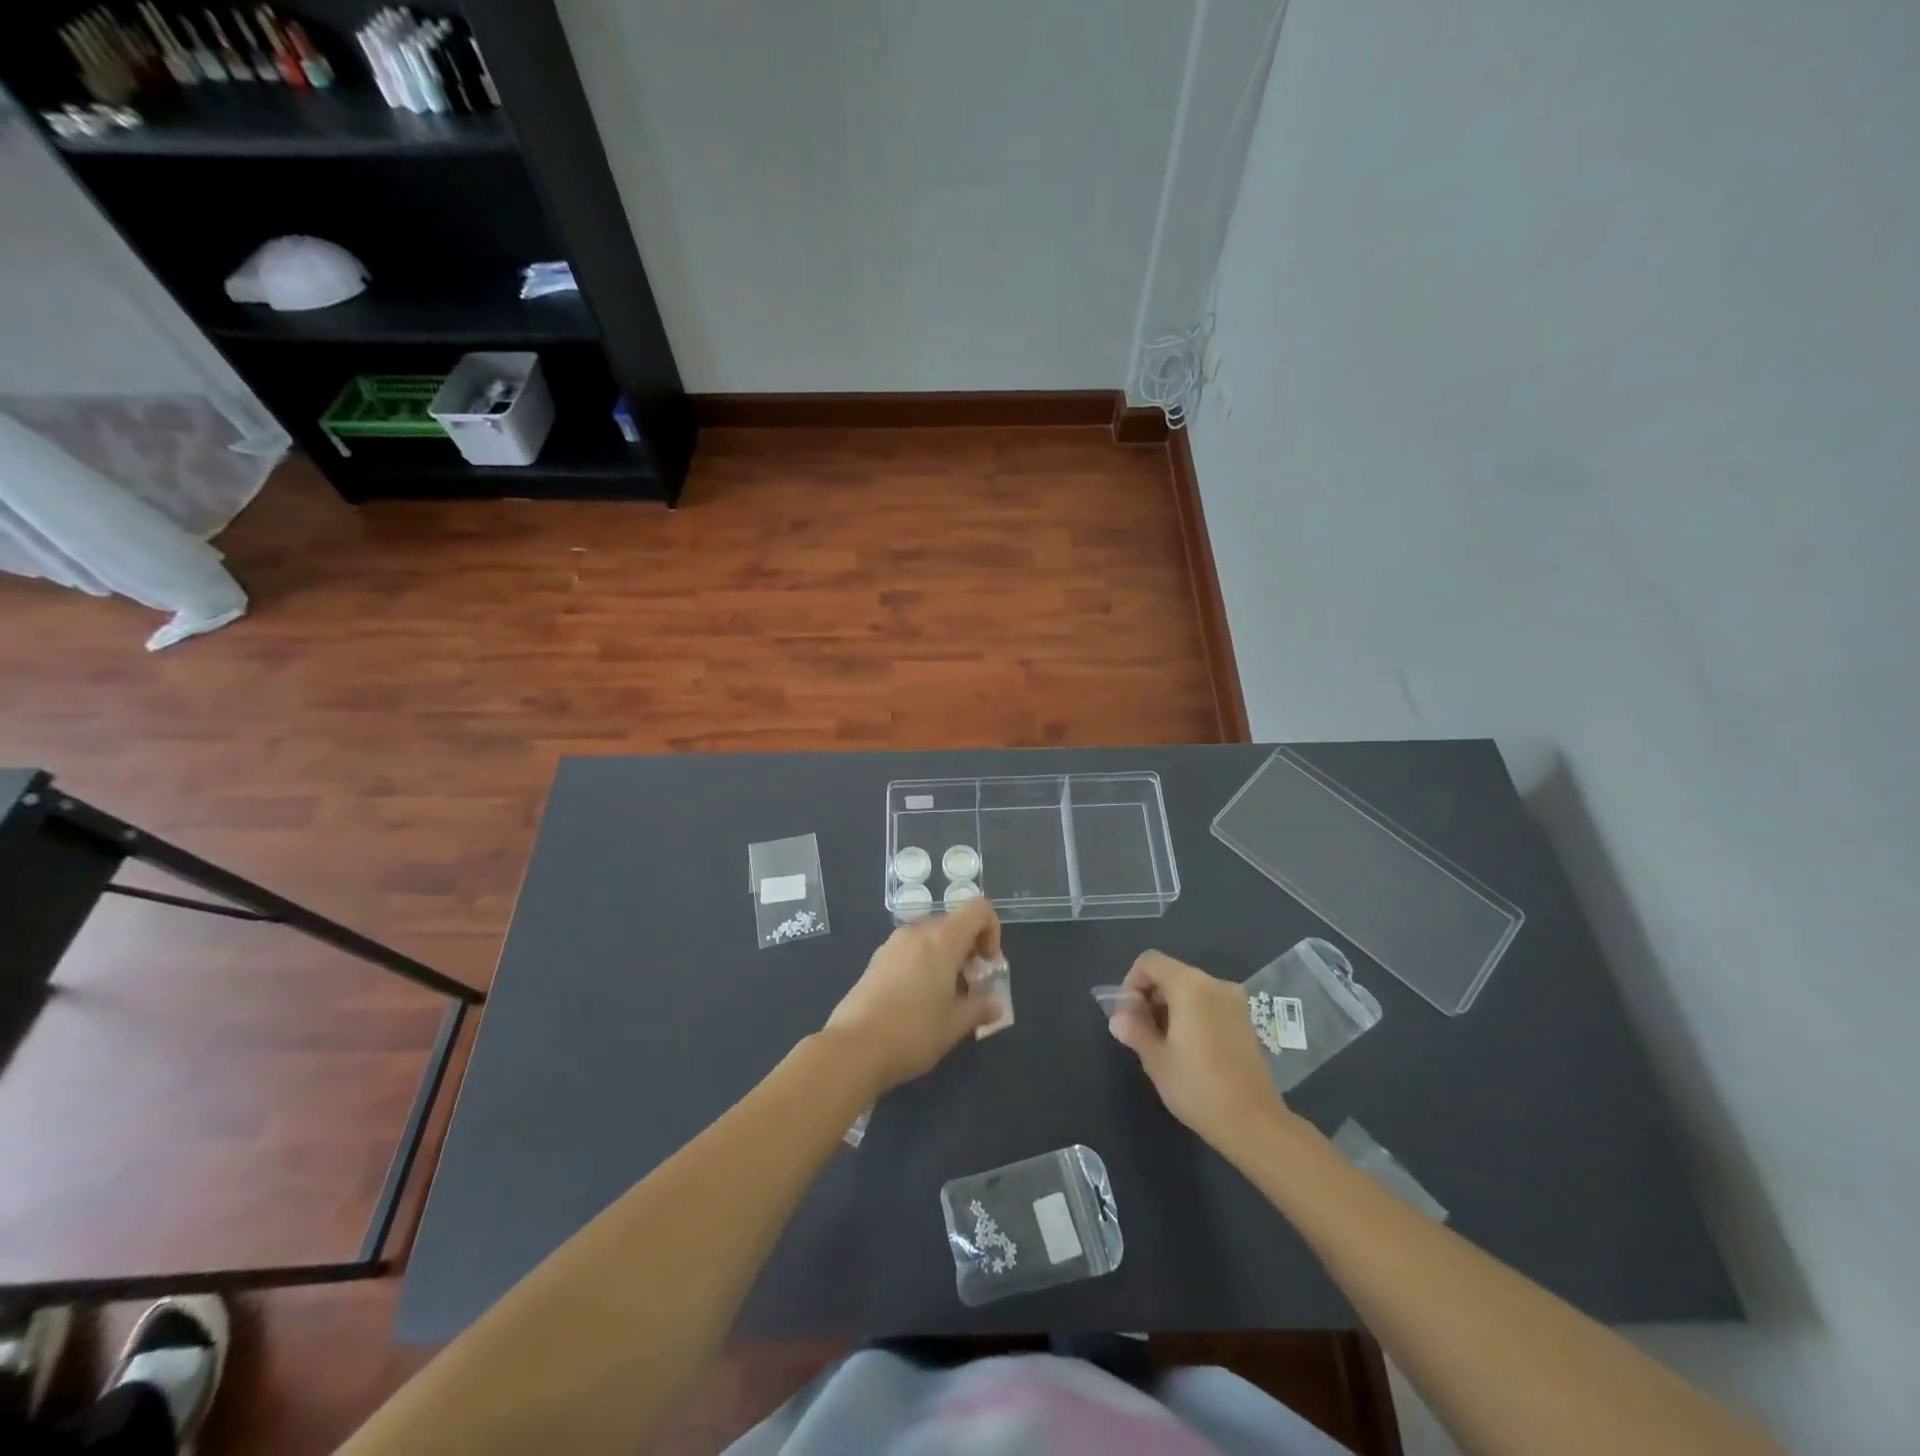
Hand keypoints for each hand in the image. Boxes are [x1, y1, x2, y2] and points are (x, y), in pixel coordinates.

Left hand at [823, 898, 1003, 1094]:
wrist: (853, 1049)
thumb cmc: (913, 1032)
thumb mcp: (955, 1025)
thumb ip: (980, 1008)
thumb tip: (995, 1004)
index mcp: (942, 939)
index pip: (978, 910)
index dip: (992, 931)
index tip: (988, 966)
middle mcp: (917, 933)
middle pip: (954, 924)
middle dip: (969, 951)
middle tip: (972, 988)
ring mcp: (892, 945)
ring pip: (930, 939)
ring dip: (946, 959)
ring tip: (945, 999)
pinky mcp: (875, 961)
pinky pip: (910, 951)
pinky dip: (924, 965)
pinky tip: (918, 1002)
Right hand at [1107, 950, 1291, 1150]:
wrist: (1254, 1123)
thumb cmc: (1197, 1087)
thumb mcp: (1156, 1060)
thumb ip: (1135, 1031)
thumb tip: (1118, 1019)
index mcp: (1189, 985)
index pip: (1150, 962)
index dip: (1131, 982)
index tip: (1128, 1015)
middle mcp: (1214, 984)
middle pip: (1171, 973)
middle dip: (1150, 997)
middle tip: (1141, 1032)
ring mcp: (1234, 1002)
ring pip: (1190, 990)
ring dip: (1170, 1007)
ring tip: (1163, 1044)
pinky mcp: (1245, 1021)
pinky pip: (1209, 1004)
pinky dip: (1191, 1015)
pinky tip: (1188, 1049)